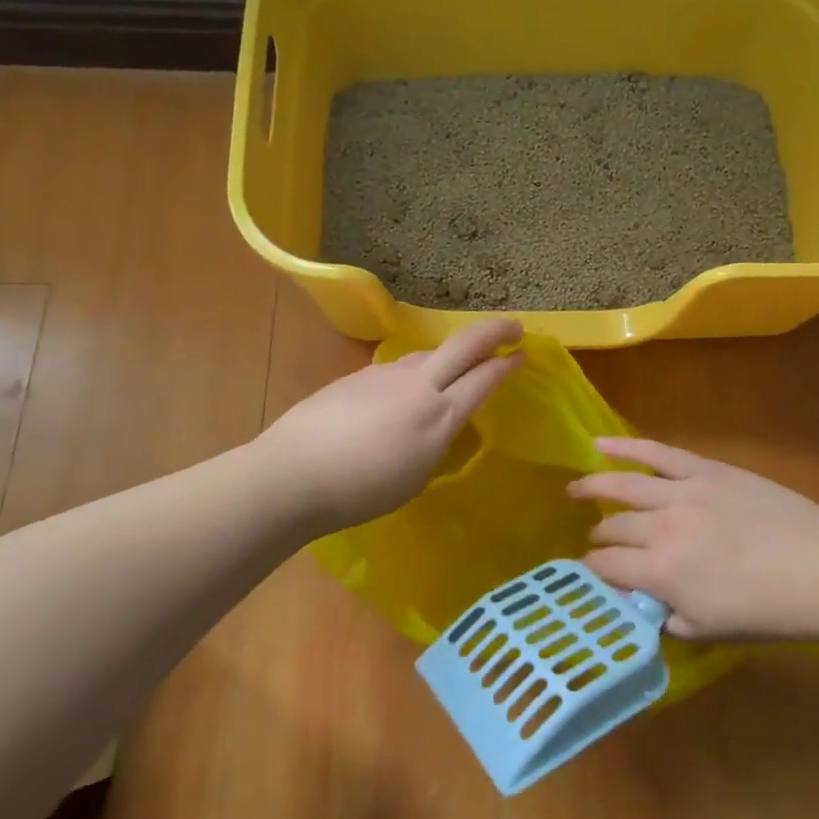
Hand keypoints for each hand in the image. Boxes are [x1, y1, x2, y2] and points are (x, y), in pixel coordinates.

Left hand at [259, 319, 522, 532]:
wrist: (294, 473)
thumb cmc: (361, 491)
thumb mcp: (417, 476)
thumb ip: (437, 441)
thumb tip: (441, 420)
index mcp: (439, 415)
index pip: (484, 378)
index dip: (508, 364)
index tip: (524, 354)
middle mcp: (417, 384)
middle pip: (464, 343)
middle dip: (494, 330)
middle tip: (514, 327)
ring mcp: (385, 374)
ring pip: (429, 353)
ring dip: (451, 354)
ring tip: (457, 367)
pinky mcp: (359, 375)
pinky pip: (399, 367)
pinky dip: (417, 371)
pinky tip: (405, 391)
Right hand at [569, 438, 818, 639]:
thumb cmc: (770, 611)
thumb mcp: (711, 630)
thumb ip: (668, 619)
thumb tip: (645, 608)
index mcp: (660, 572)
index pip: (607, 567)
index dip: (593, 571)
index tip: (592, 573)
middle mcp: (661, 527)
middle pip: (613, 528)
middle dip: (598, 538)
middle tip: (596, 542)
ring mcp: (682, 492)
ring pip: (623, 485)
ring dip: (593, 487)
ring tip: (573, 489)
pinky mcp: (705, 470)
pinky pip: (657, 452)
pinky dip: (625, 447)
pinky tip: (600, 444)